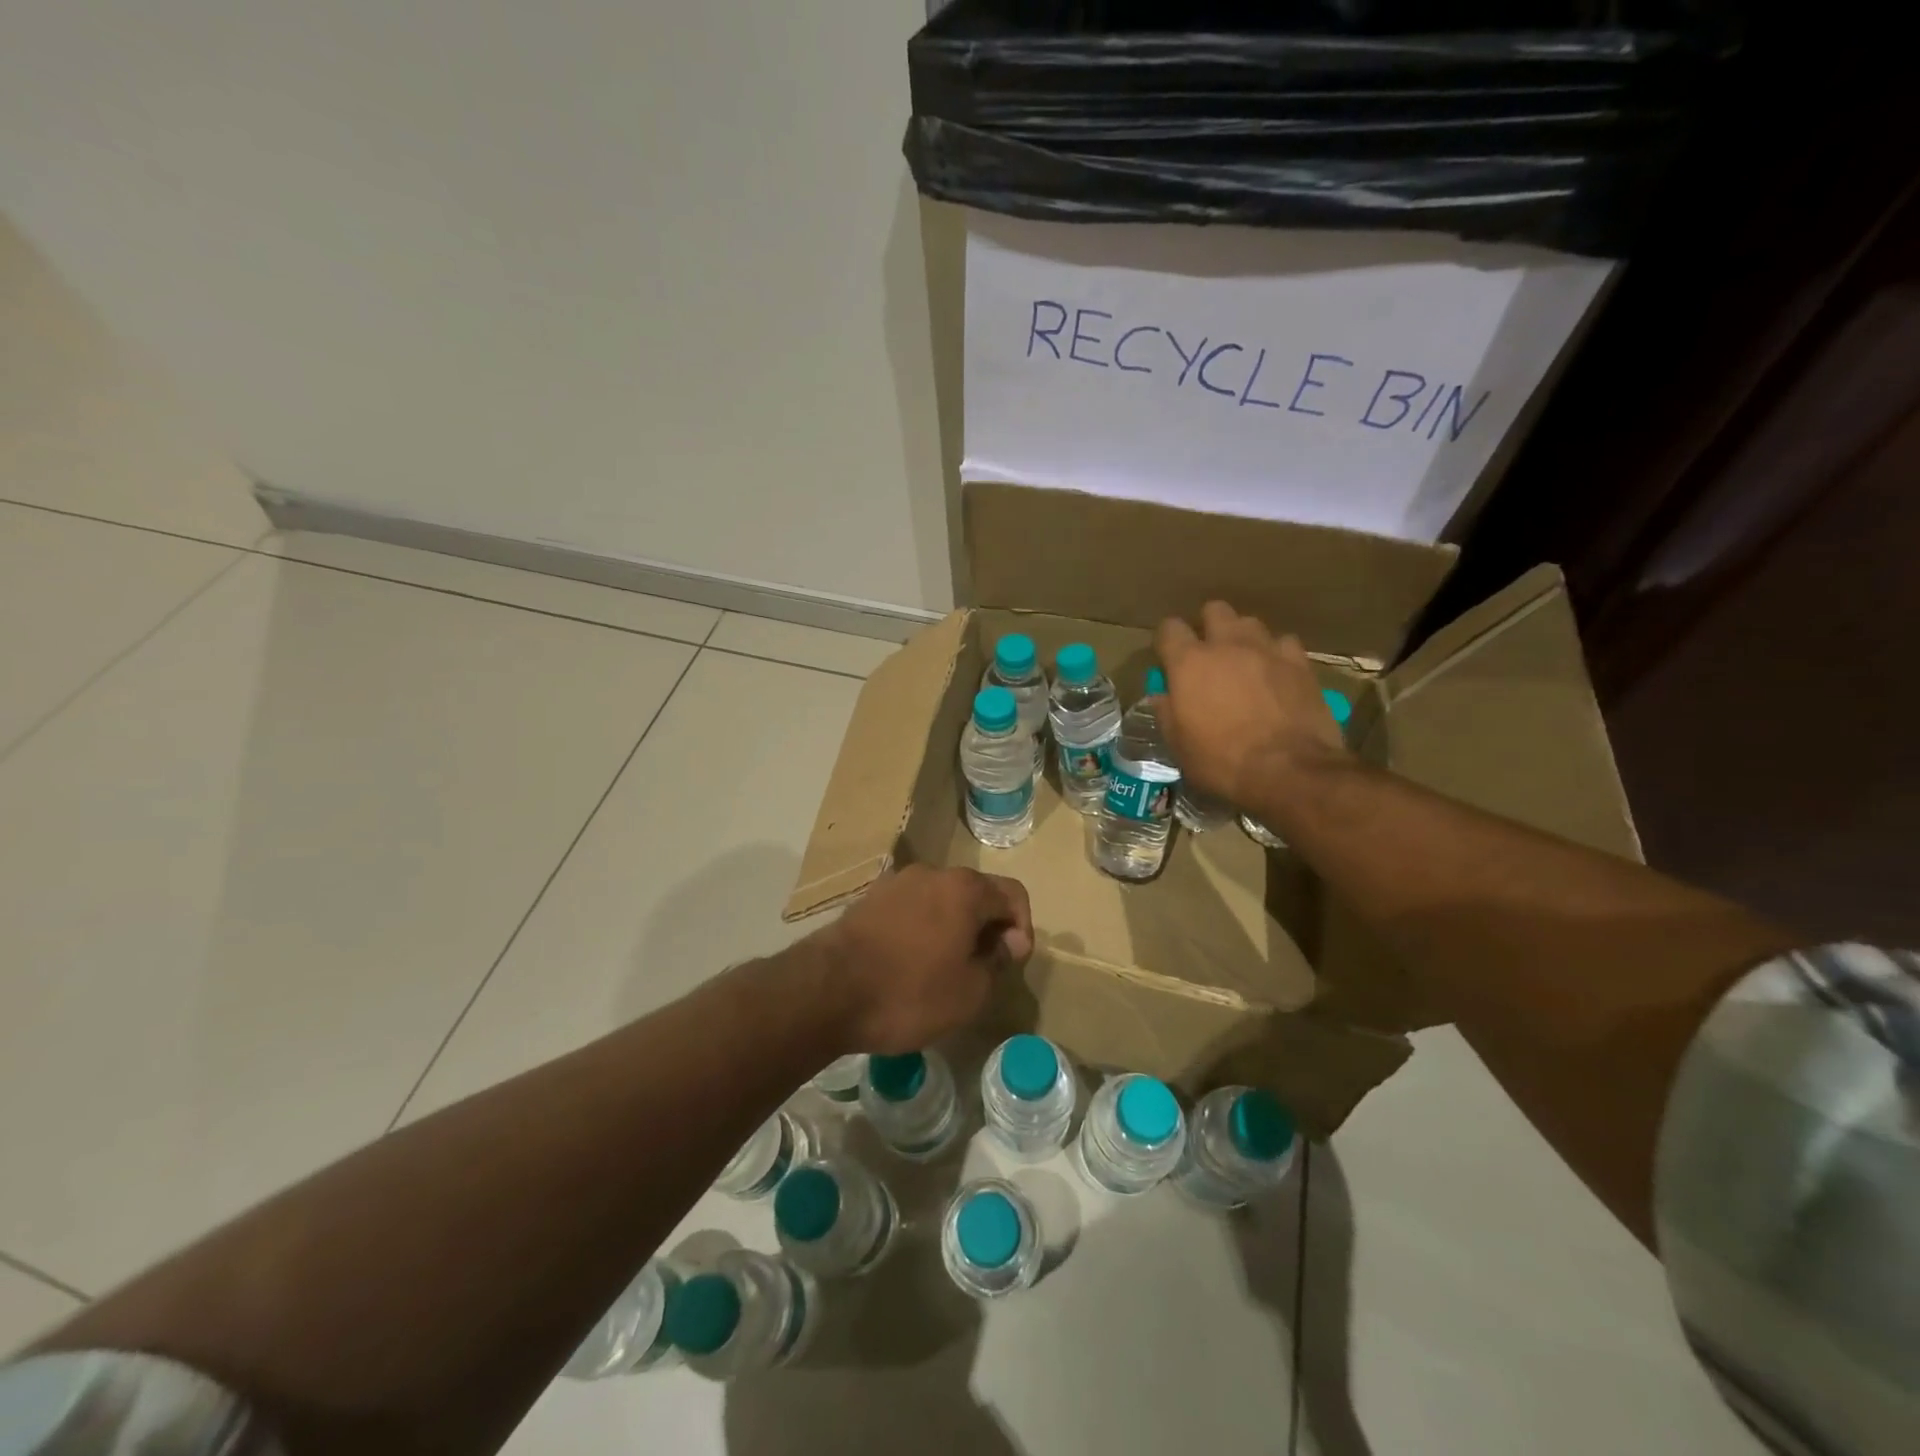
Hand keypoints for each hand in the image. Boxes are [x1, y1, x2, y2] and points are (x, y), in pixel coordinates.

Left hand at [814, 865, 1033, 1054]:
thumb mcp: (970, 992)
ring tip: (945, 969)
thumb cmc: (909, 993)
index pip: (1013, 895)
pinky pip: (912, 908)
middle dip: (987, 927)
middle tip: (982, 969)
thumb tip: (1007, 941)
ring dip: (954, 928)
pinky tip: (911, 963)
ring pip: (942, 900)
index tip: (1011, 962)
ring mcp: (896, 883)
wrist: (826, 991)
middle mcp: (932, 874)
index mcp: (964, 889)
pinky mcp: (869, 899)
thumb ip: (998, 961)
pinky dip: (923, 929)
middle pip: (976, 894)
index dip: (1022, 928)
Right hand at [1156, 601, 1349, 806]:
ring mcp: (1267, 650)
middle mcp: (1227, 645)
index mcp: (1189, 663)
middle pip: (1214, 610)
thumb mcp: (1179, 746)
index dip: (1166, 640)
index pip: (1169, 629)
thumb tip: (1163, 697)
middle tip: (1208, 653)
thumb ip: (1167, 713)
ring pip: (1250, 623)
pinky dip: (1277, 654)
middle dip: (1208, 626)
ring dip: (1243, 637)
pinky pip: (1284, 643)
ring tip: (1244, 661)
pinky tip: (1277, 673)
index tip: (1168, 658)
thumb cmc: (1221, 761)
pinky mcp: (1300, 663)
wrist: (1288, 770)